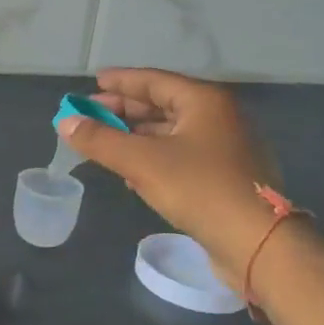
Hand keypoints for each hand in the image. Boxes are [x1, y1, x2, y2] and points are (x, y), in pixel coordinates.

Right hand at [57, 68, 283, 286]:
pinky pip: (181, 155)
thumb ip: (99, 140)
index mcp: (204, 102)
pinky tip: (131, 172)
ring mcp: (227, 148)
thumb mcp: (141, 162)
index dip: (120, 81)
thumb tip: (65, 123)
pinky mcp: (227, 177)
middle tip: (91, 115)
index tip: (93, 82)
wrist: (258, 244)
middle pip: (163, 105)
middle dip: (124, 110)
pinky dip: (153, 156)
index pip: (154, 81)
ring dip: (136, 136)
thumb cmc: (199, 189)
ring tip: (104, 142)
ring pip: (171, 132)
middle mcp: (219, 118)